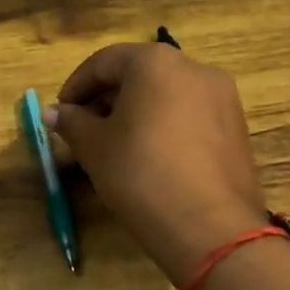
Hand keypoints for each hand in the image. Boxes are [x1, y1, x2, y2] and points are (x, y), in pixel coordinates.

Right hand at [50, 44, 268, 287]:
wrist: (210, 228)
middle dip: (105, 99)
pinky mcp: (235, 127)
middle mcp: (194, 68)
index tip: (60, 114)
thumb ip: (71, 123)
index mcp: (155, 63)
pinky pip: (188, 114)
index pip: (104, 62)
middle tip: (83, 130)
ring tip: (114, 145)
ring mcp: (221, 97)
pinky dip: (163, 125)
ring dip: (134, 112)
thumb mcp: (94, 148)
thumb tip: (53, 113)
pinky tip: (148, 156)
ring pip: (165, 94)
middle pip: (138, 74)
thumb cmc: (141, 175)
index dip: (75, 86)